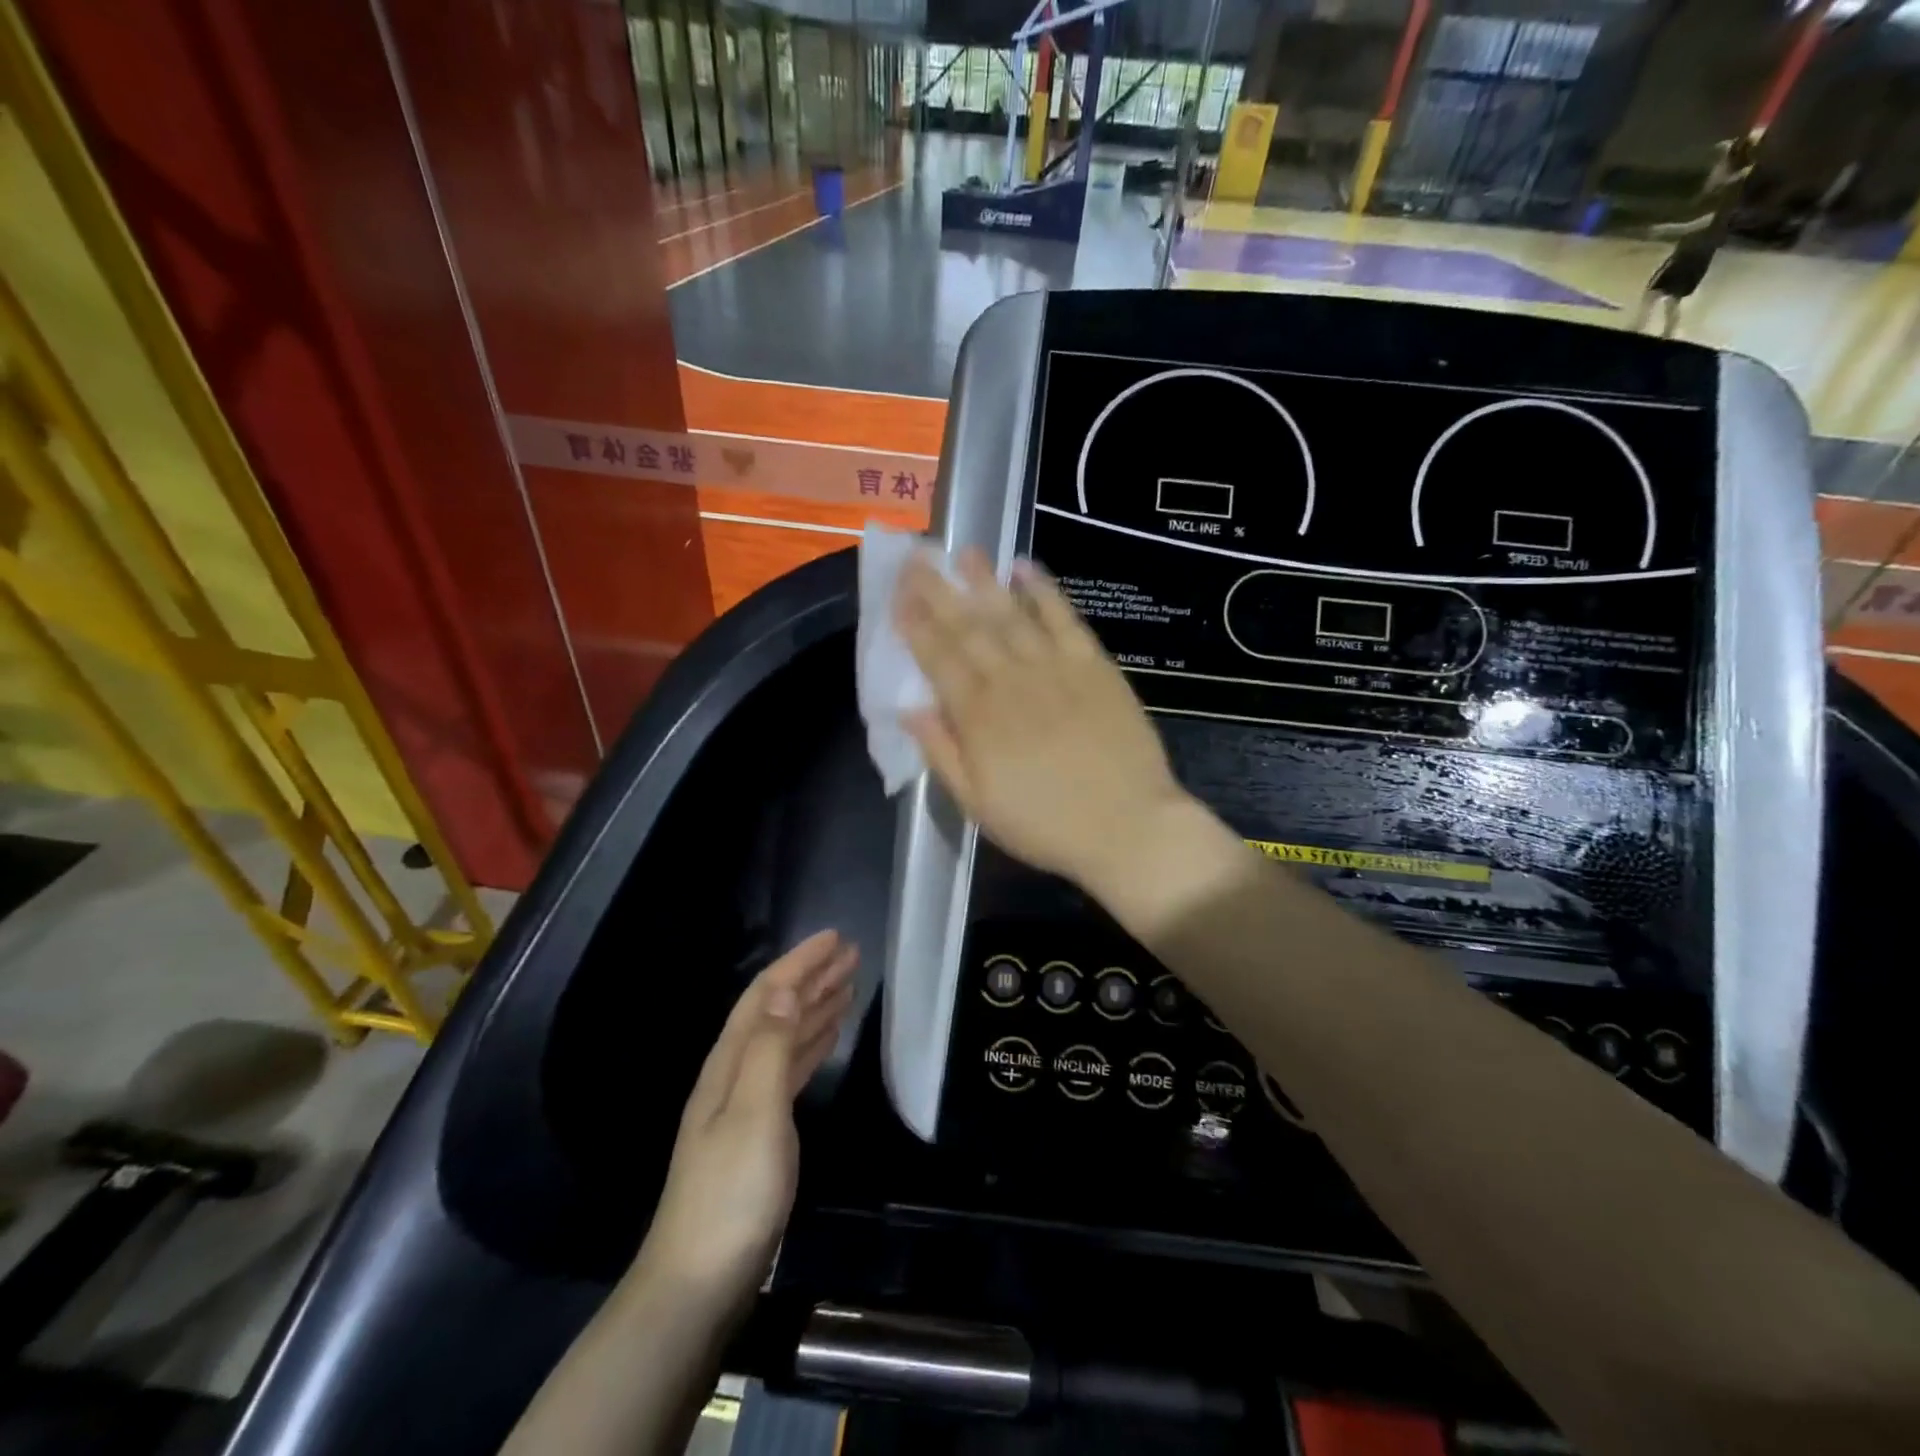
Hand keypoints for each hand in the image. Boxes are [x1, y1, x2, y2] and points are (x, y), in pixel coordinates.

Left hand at [638, 931, 856, 1304]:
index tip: (835, 938)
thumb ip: (771, 1050)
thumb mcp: (754, 1114)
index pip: (766, 996)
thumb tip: (786, 990)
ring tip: (848, 985)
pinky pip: (792, 1069)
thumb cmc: (730, 1193)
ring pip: (787, 1038)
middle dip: (812, 978)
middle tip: (851, 954)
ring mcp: (747, 1105)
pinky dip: (813, 1045)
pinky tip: (829, 1037)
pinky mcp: (762, 1132)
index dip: (799, 963)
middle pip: (777, 1011)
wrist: (699, 1284)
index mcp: (728, 1064)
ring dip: (815, 1007)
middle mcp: (735, 1074)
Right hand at [893, 548, 1194, 891]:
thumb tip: (910, 709)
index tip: (898, 595)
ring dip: (984, 581)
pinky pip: (1064, 618)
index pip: (938, 658)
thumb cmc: (1045, 825)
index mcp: (978, 716)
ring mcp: (1055, 668)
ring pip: (1011, 614)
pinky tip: (1025, 567)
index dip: (916, 625)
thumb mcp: (978, 805)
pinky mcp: (1094, 665)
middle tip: (918, 559)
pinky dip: (1044, 590)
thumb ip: (942, 754)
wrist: (1126, 827)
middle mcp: (1011, 681)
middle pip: (968, 628)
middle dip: (939, 592)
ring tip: (963, 552)